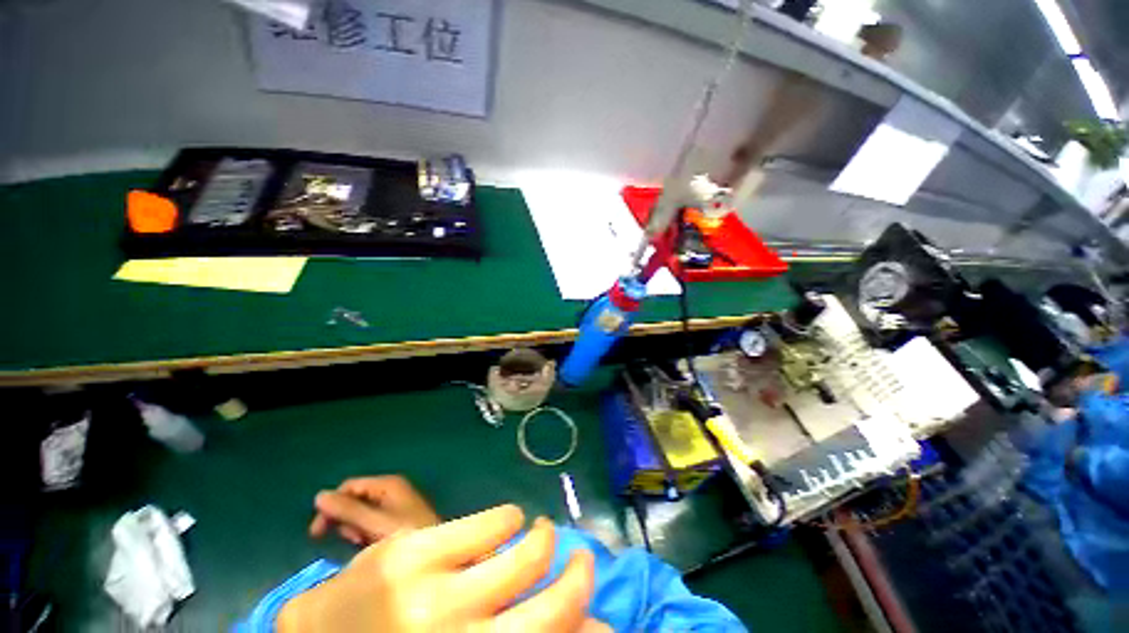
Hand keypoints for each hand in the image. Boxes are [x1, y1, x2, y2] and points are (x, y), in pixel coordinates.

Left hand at [278, 505, 608, 631]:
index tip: (601, 617)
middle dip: (578, 576)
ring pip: (528, 554)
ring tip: (539, 532)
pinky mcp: (416, 550)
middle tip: (578, 560)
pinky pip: (493, 522)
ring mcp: (434, 596)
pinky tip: (506, 521)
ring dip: (544, 538)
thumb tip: (586, 629)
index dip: (589, 627)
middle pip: (554, 606)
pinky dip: (510, 518)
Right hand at [310, 476, 440, 545]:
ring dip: (355, 529)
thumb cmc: (406, 534)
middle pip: (354, 499)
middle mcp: (390, 490)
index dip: (330, 506)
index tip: (317, 533)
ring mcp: (394, 504)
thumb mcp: (374, 523)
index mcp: (388, 484)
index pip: (349, 486)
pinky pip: (370, 523)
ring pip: (360, 514)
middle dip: (346, 520)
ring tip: (364, 542)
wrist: (434, 552)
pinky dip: (365, 533)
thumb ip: (348, 510)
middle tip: (353, 539)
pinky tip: (370, 545)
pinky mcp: (395, 519)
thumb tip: (319, 496)